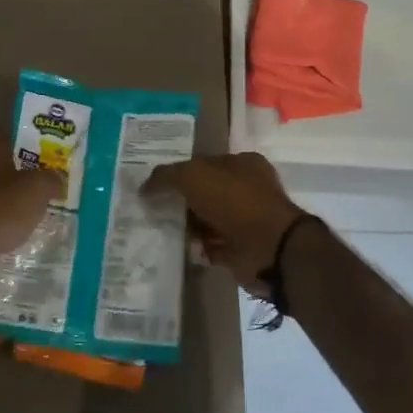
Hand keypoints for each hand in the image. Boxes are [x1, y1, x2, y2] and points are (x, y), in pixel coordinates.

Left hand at [0, 127, 62, 266]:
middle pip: (1, 163)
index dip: (22, 136)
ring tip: (40, 209)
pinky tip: (23, 233)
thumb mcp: (38, 188)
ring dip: (13, 199)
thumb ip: (51, 180)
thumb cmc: (2, 205)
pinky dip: (4, 223)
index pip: (3, 131)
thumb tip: (56, 180)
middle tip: (48, 180)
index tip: (43, 145)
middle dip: (23, 171)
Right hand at [144, 152, 304, 290]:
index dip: (180, 172)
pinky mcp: (241, 248)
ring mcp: (245, 220)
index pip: (204, 163)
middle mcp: (246, 189)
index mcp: (242, 164)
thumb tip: (144, 187)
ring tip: (162, 230)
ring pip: (207, 220)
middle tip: (154, 209)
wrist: (269, 248)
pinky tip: (180, 248)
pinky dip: (197, 248)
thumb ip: (166, 176)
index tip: (156, 185)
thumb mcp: (194, 176)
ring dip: (188, 227)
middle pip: (204, 192)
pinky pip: (211, 246)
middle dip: (181, 201)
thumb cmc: (234, 201)